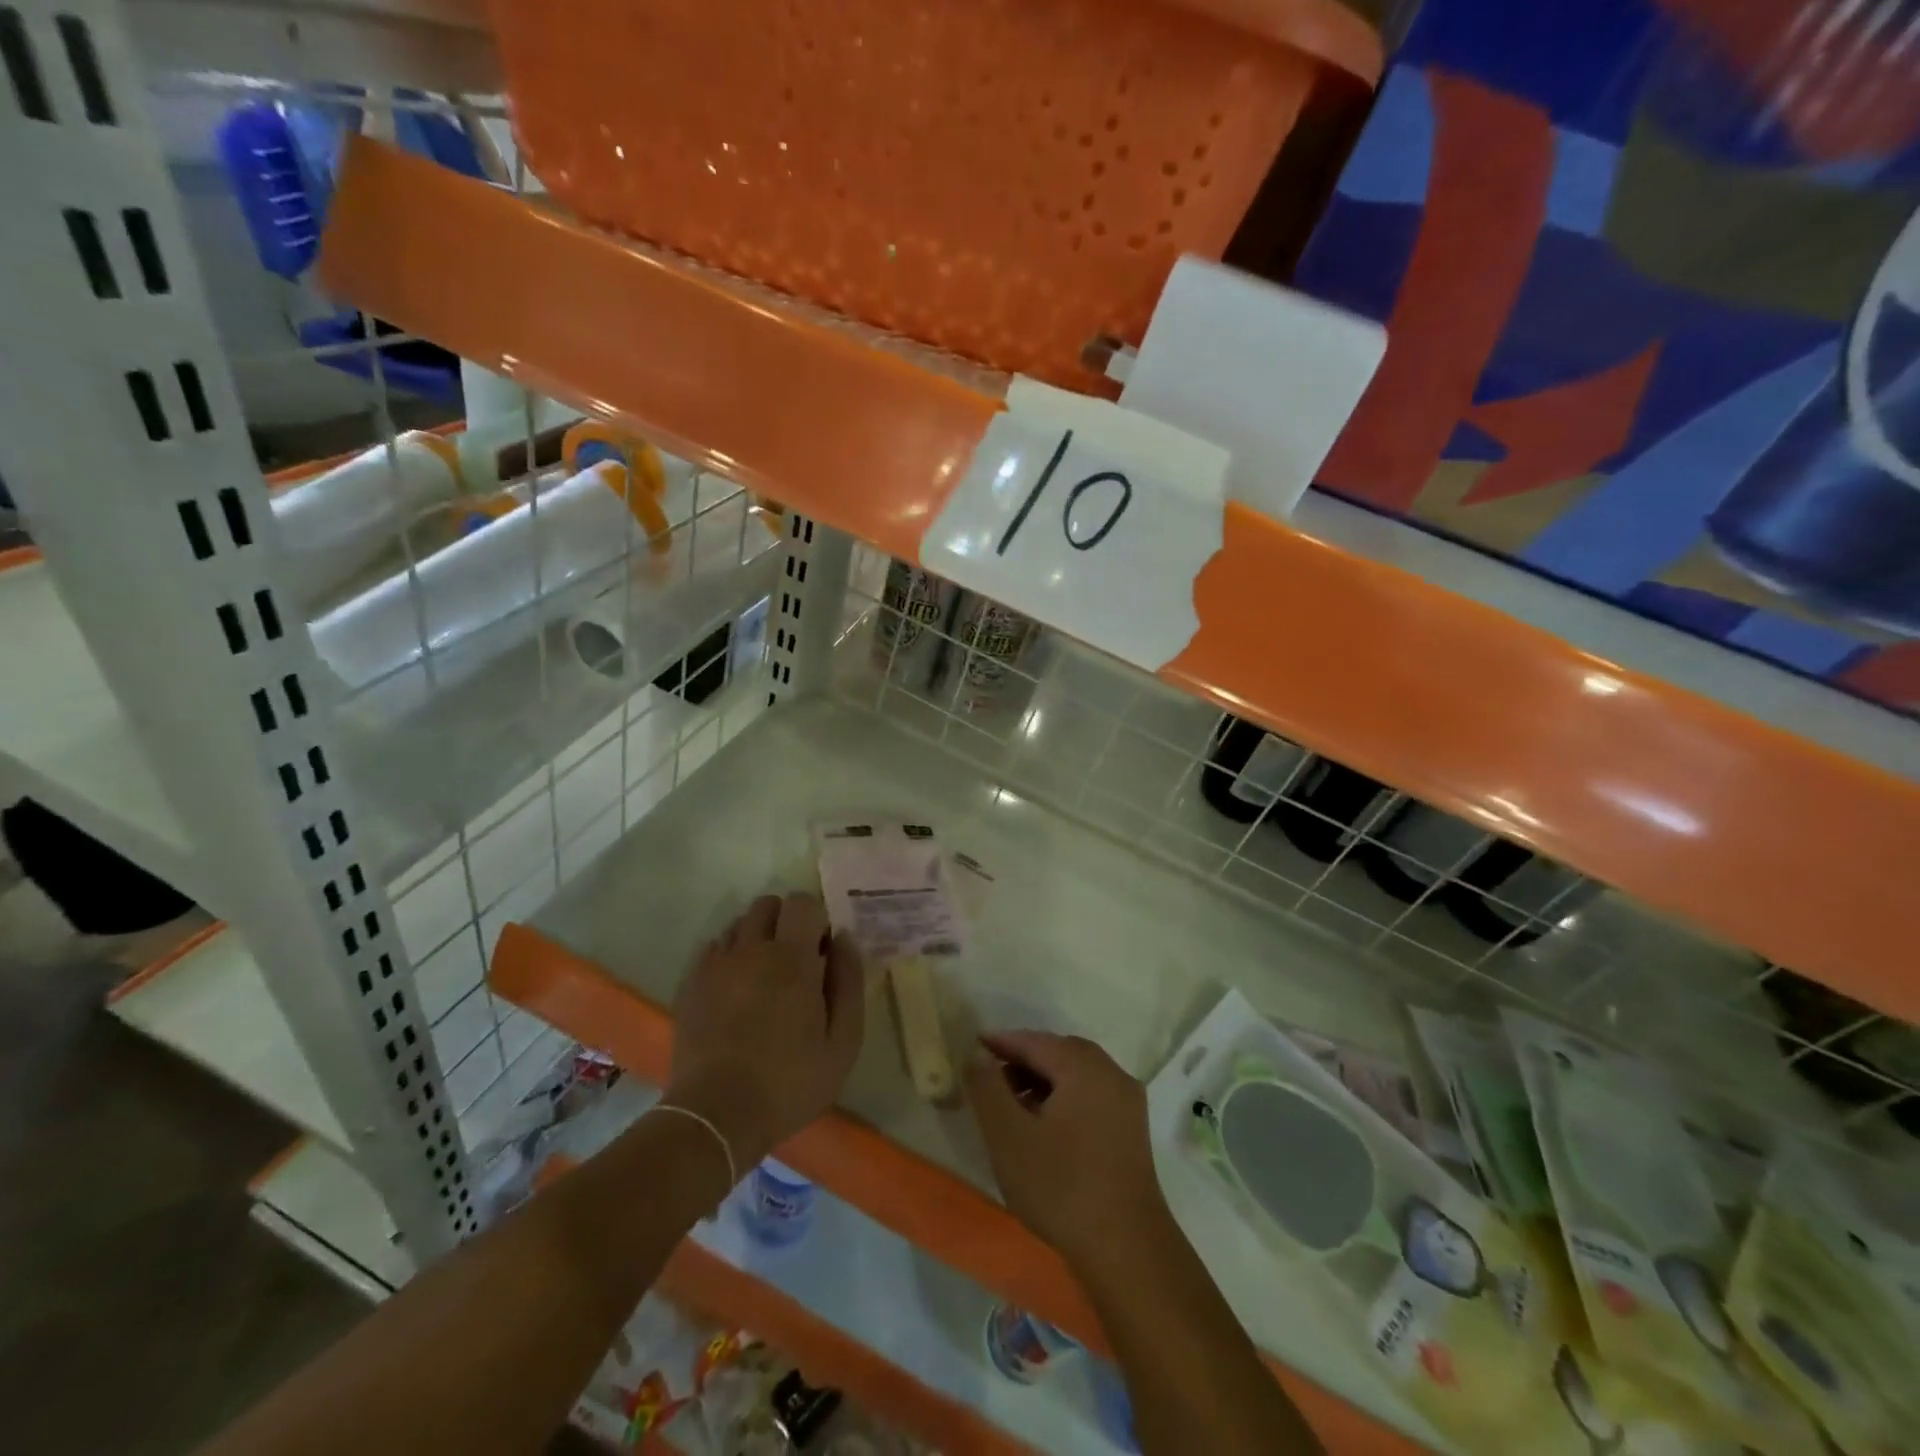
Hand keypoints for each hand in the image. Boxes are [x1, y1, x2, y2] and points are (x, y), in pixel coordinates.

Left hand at [667, 893, 864, 1178]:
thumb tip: (844, 939)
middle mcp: (751, 949)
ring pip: (739, 924)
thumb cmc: (790, 1082)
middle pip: (767, 904)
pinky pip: (714, 949)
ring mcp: (716, 965)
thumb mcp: (843, 1041)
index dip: (816, 919)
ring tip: (764, 978)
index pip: (802, 902)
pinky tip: (736, 992)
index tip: (821, 952)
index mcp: (792, 958)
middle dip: (786, 921)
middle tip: (795, 961)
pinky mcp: (691, 984)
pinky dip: (729, 958)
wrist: (716, 1116)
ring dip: (756, 938)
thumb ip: (849, 982)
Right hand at [966, 1031, 1169, 1273]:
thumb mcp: (1009, 1136)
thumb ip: (988, 1087)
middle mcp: (1111, 1073)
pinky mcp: (1132, 1130)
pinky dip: (1065, 1097)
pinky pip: (1092, 1095)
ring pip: (1077, 1074)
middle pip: (1059, 1053)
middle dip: (1023, 1060)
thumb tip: (978, 1053)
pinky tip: (1045, 1126)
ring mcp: (1127, 1101)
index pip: (1034, 1041)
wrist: (1127, 1250)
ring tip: (1013, 1106)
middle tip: (990, 1078)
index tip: (972, 1048)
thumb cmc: (1061, 1187)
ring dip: (1044, 1080)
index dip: (1001, 1042)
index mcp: (1084, 1067)